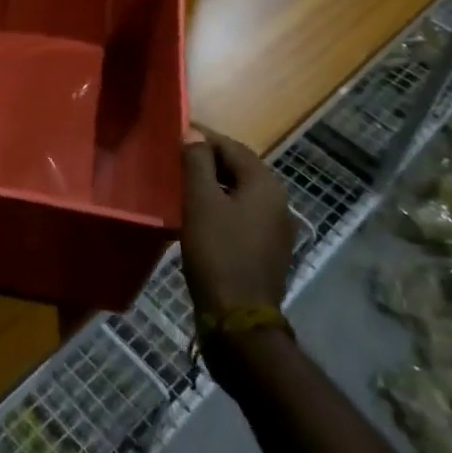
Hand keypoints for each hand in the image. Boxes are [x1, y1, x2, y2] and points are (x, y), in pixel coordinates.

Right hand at [180, 126, 292, 321]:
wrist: (239, 319)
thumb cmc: (218, 253)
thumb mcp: (201, 202)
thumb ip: (197, 162)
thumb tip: (194, 133)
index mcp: (265, 183)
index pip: (230, 146)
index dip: (202, 137)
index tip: (174, 134)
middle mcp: (277, 200)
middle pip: (238, 168)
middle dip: (207, 160)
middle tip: (174, 159)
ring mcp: (275, 227)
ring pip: (239, 192)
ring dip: (213, 184)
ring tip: (181, 185)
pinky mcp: (267, 250)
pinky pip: (242, 215)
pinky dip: (221, 207)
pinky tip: (198, 216)